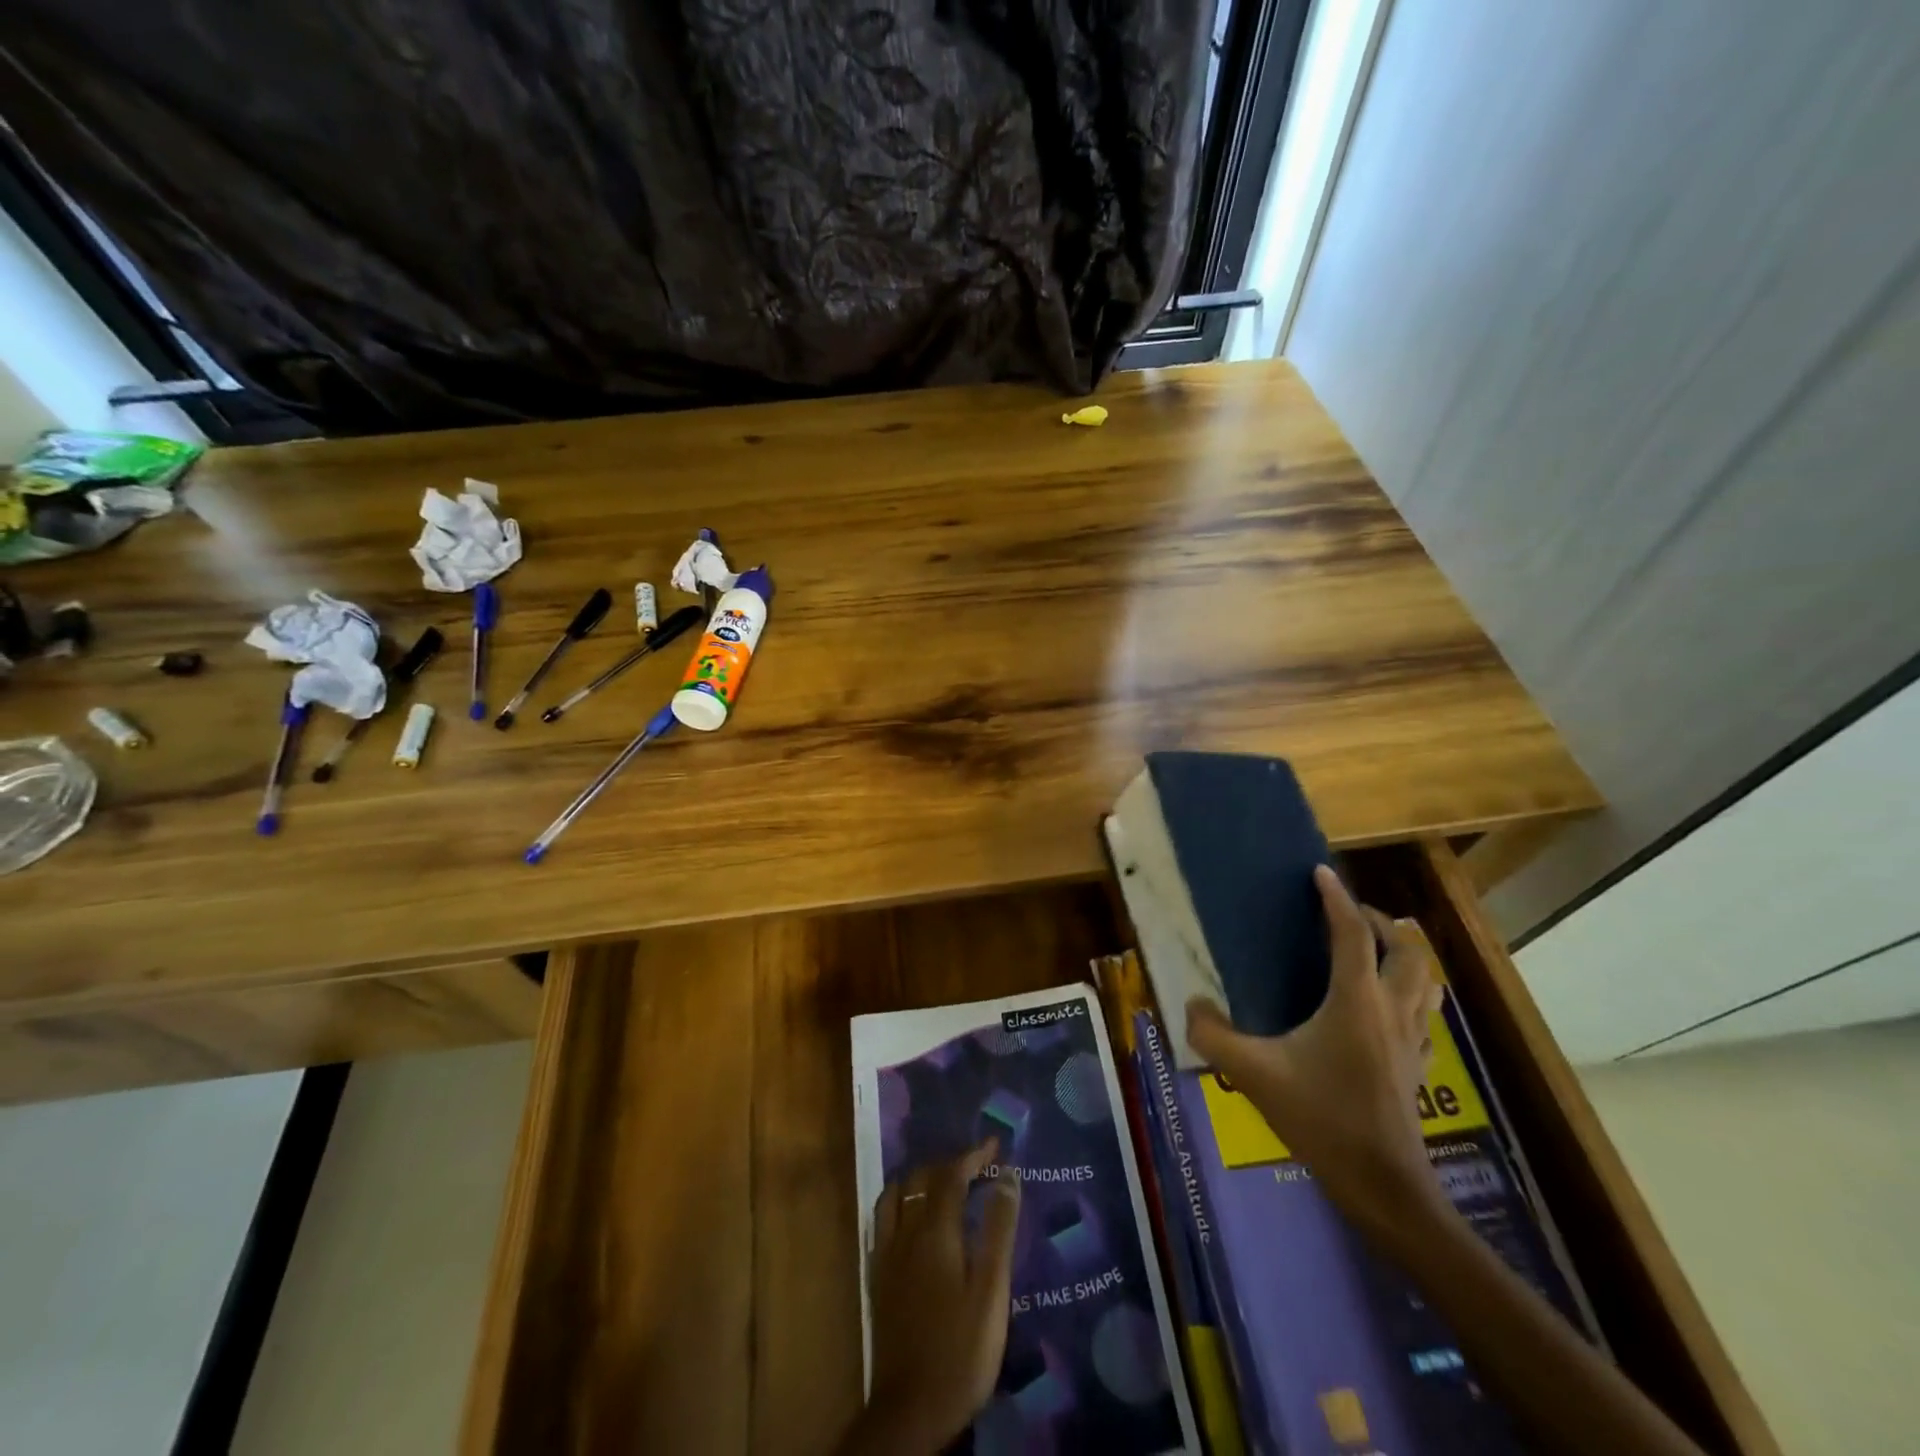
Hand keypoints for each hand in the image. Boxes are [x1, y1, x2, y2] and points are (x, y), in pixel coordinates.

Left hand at [840, 1139, 1020, 1455]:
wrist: (911, 1409)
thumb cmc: (961, 1350)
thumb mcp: (992, 1291)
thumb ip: (999, 1229)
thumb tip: (1008, 1175)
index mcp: (935, 1231)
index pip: (951, 1175)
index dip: (973, 1155)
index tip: (995, 1145)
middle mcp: (905, 1232)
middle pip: (921, 1179)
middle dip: (948, 1165)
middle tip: (976, 1167)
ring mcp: (886, 1254)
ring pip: (897, 1195)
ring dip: (919, 1179)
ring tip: (942, 1184)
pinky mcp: (877, 1277)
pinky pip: (883, 1219)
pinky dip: (900, 1202)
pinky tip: (911, 1218)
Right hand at [1186, 864, 1444, 1231]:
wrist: (1384, 1187)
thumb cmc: (1322, 1120)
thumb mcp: (1254, 1075)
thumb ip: (1213, 1036)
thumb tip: (1192, 1005)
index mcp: (1356, 1001)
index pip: (1352, 933)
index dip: (1336, 898)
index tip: (1319, 873)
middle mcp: (1392, 1009)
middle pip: (1406, 948)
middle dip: (1380, 922)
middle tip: (1348, 915)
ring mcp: (1412, 1039)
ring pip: (1425, 979)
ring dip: (1403, 954)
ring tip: (1371, 949)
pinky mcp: (1418, 1065)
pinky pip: (1424, 1011)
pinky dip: (1410, 991)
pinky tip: (1384, 1005)